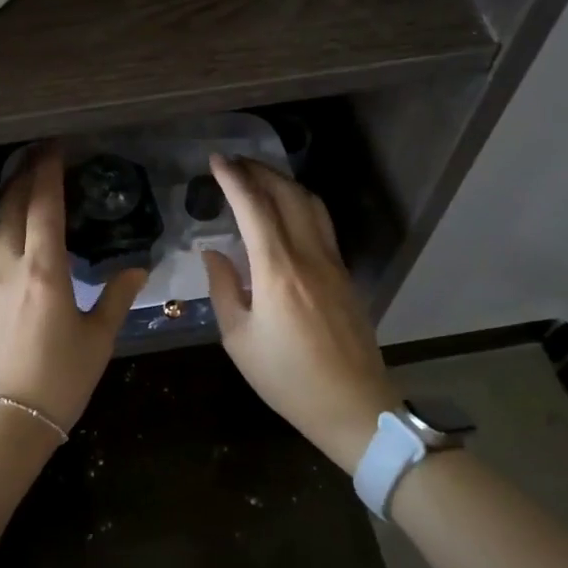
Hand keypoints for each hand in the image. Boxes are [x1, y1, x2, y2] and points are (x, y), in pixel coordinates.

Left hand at [0, 145, 145, 435]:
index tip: (55, 147)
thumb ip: (117, 297)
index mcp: (44, 270)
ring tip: (25, 181)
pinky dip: (2, 226)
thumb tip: (138, 268)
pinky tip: (11, 230)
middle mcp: (8, 265)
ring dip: (11, 197)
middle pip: (13, 206)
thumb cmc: (58, 382)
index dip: (49, 172)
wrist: (2, 424)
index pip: (44, 206)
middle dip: (26, 174)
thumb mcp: (98, 340)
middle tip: (40, 153)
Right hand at [202, 154, 398, 470]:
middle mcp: (309, 256)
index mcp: (277, 271)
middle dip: (259, 171)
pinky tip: (285, 211)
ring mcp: (333, 263)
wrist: (353, 406)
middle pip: (287, 194)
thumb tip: (213, 253)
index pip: (254, 208)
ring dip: (283, 183)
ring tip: (258, 179)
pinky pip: (321, 224)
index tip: (216, 160)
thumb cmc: (288, 379)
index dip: (234, 179)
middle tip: (234, 163)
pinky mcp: (345, 274)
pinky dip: (300, 204)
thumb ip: (224, 289)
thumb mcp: (239, 339)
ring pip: (311, 204)